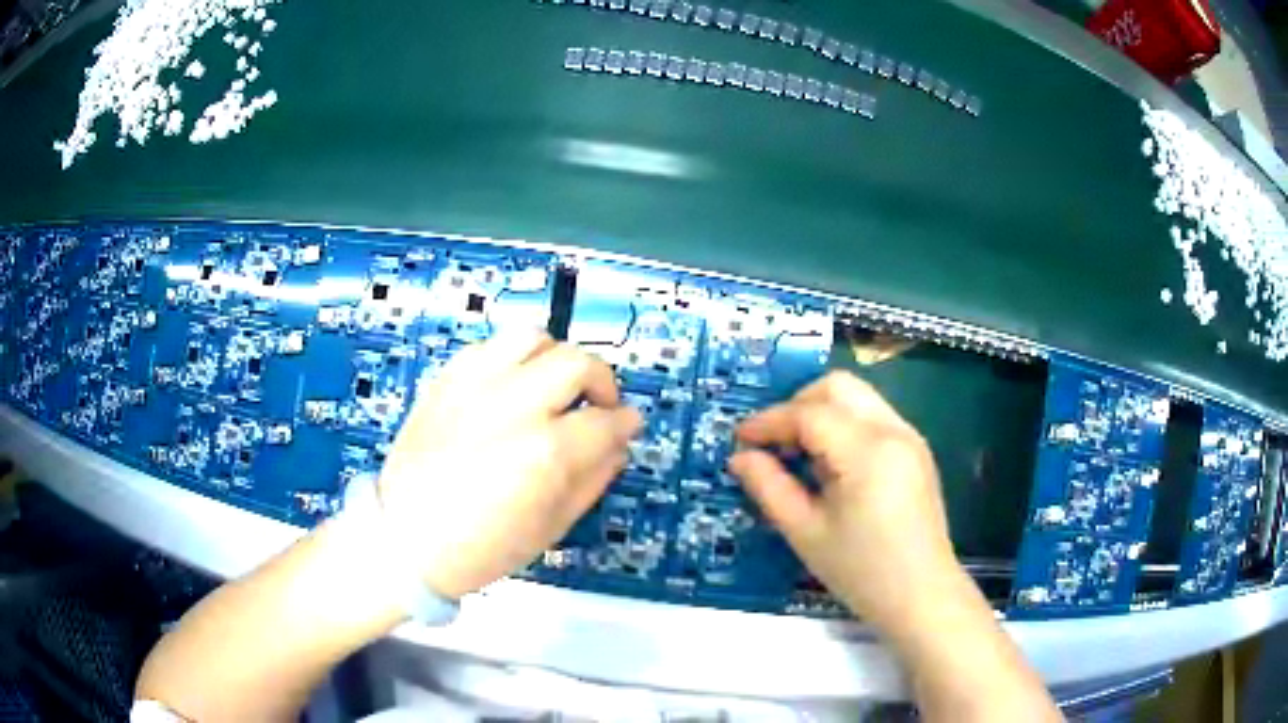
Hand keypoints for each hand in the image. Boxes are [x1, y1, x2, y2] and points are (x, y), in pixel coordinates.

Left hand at [376, 329, 641, 598]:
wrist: (403, 540)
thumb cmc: (480, 548)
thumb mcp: (550, 528)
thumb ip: (593, 480)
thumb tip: (618, 445)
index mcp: (545, 452)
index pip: (606, 421)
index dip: (626, 423)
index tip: (628, 426)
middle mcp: (513, 406)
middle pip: (577, 362)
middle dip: (602, 382)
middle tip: (598, 406)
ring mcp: (475, 386)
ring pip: (533, 337)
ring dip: (556, 357)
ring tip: (554, 385)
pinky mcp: (447, 380)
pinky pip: (490, 346)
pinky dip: (512, 359)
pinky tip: (512, 387)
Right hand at [729, 371, 959, 636]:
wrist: (922, 596)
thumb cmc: (861, 571)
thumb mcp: (805, 533)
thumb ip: (769, 487)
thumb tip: (740, 457)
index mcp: (867, 451)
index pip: (809, 414)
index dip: (768, 421)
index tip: (739, 440)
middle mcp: (893, 430)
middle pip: (838, 387)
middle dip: (797, 404)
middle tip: (772, 443)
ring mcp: (910, 437)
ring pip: (858, 397)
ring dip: (821, 413)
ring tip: (799, 454)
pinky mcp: (916, 450)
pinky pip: (873, 417)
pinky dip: (844, 425)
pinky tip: (831, 465)